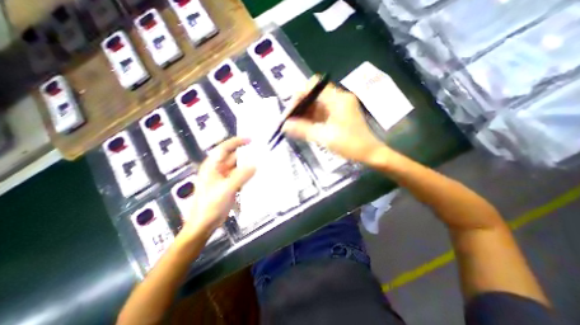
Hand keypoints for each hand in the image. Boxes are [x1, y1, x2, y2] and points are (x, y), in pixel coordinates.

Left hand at [180, 138, 253, 238]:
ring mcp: (224, 178)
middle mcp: (218, 169)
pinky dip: (247, 175)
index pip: (225, 148)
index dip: (237, 142)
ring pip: (238, 167)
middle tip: (261, 152)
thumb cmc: (210, 205)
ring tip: (262, 162)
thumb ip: (241, 176)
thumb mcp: (226, 189)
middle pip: (233, 157)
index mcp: (212, 166)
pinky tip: (257, 175)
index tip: (251, 140)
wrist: (204, 224)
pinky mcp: (229, 186)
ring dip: (248, 165)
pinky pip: (240, 176)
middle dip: (246, 154)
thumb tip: (255, 165)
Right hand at [283, 73, 385, 163]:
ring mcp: (339, 106)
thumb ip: (303, 130)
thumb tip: (284, 125)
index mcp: (337, 99)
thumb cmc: (350, 145)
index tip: (291, 111)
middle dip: (300, 107)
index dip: (299, 95)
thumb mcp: (325, 137)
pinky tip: (304, 128)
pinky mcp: (338, 115)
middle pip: (314, 95)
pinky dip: (312, 119)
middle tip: (290, 121)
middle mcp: (338, 98)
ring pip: (316, 105)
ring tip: (294, 126)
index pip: (313, 86)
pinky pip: (321, 112)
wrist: (370, 153)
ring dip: (305, 114)